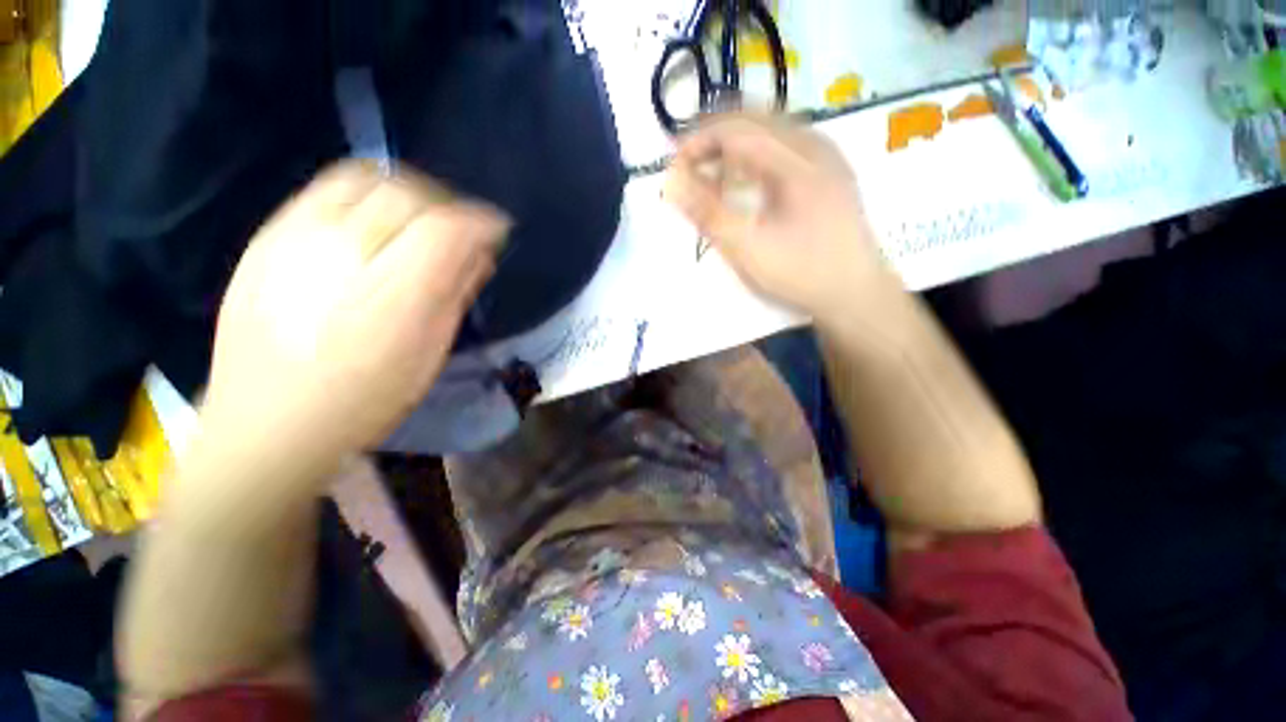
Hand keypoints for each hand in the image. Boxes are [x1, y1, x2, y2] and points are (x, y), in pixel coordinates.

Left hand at [201, 161, 508, 467]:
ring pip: (366, 177)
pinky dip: (368, 190)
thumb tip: (480, 254)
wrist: (267, 422)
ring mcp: (294, 237)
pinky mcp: (266, 235)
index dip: (480, 220)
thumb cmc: (365, 400)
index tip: (498, 228)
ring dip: (410, 189)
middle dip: (450, 202)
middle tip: (464, 225)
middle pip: (407, 194)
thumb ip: (455, 294)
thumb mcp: (429, 352)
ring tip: (424, 214)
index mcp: (390, 296)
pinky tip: (379, 217)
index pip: (445, 229)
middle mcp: (339, 253)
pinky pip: (327, 186)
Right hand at [664, 114, 896, 319]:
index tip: (673, 168)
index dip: (697, 141)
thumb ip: (708, 213)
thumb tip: (672, 182)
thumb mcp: (747, 248)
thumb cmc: (800, 273)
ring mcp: (826, 157)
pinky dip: (755, 157)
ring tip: (712, 177)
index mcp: (796, 160)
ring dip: (734, 148)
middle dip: (713, 140)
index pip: (735, 128)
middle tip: (688, 170)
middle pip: (753, 121)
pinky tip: (746, 183)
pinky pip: (784, 147)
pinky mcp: (829, 172)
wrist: (855, 295)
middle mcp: (814, 145)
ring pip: (770, 132)